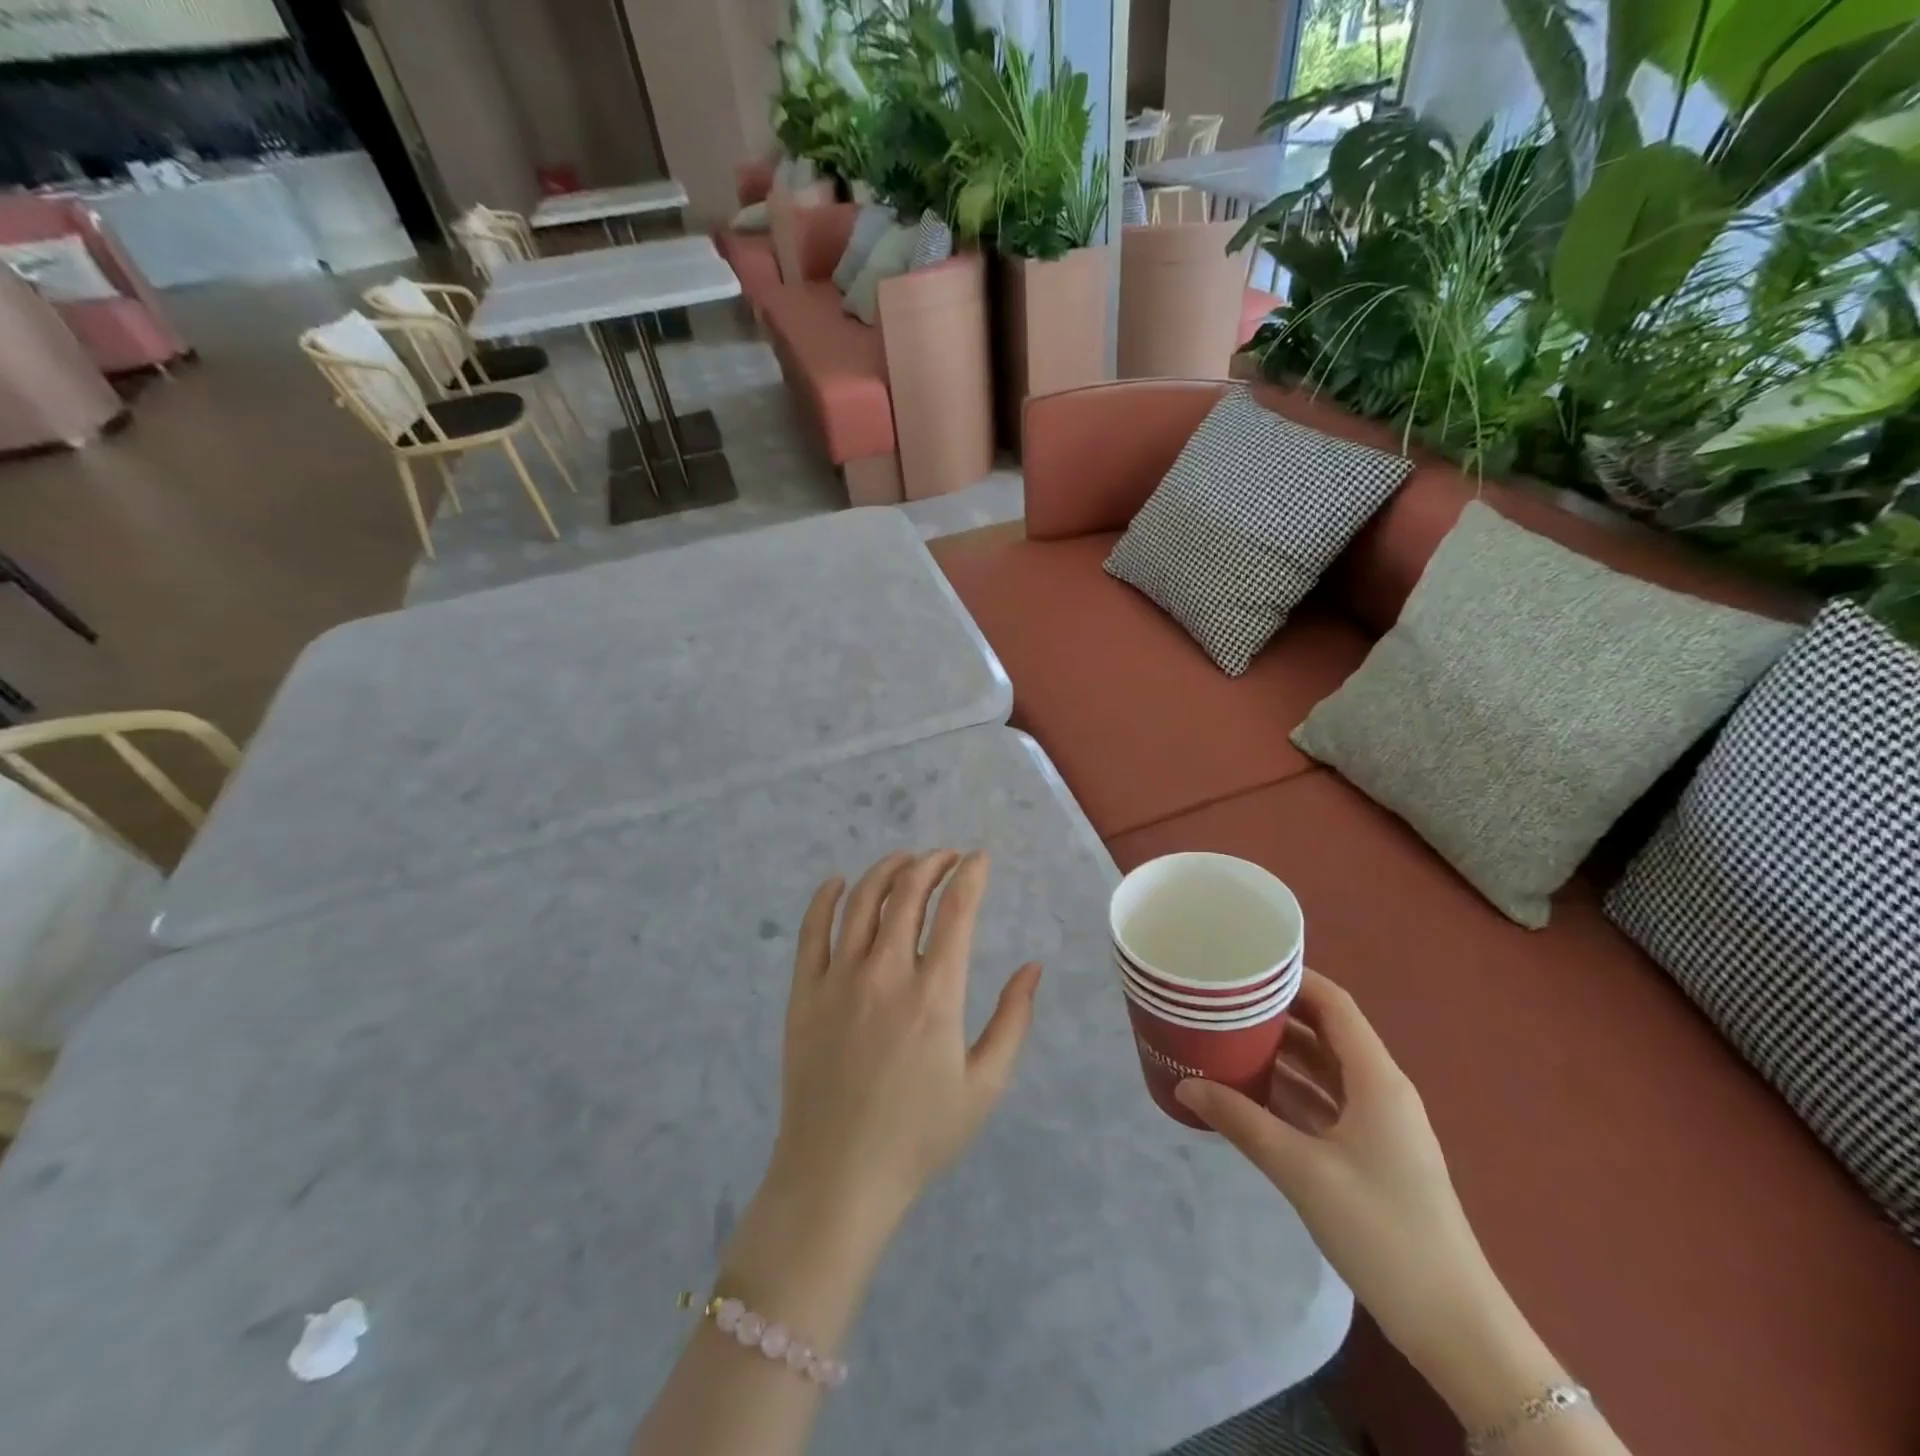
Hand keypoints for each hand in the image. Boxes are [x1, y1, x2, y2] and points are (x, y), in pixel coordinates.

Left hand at [765, 850, 1042, 1239]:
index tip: (980, 859)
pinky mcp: (804, 993)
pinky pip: (811, 930)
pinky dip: (825, 898)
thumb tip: (1032, 967)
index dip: (971, 875)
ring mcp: (838, 979)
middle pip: (908, 893)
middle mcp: (885, 973)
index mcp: (934, 994)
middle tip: (947, 858)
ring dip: (887, 870)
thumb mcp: (985, 1086)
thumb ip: (1013, 1020)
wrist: (838, 1176)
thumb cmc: (919, 1135)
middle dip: (932, 864)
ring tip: (905, 861)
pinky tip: (838, 882)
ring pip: (862, 901)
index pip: (956, 911)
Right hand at [1174, 971, 1507, 1384]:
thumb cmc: (1382, 1230)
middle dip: (1278, 1014)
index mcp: (1377, 1080)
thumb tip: (1184, 1086)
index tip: (1245, 966)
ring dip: (1282, 1053)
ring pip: (1325, 1069)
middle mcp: (1381, 1091)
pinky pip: (1325, 1104)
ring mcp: (1379, 1125)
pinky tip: (1250, 1092)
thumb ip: (1241, 1122)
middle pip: (1327, 1032)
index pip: (1335, 1005)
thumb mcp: (1302, 1170)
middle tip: (1224, 1000)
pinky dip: (1291, 1091)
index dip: (1294, 979)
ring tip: (1227, 1036)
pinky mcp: (1372, 1155)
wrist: (1453, 1325)